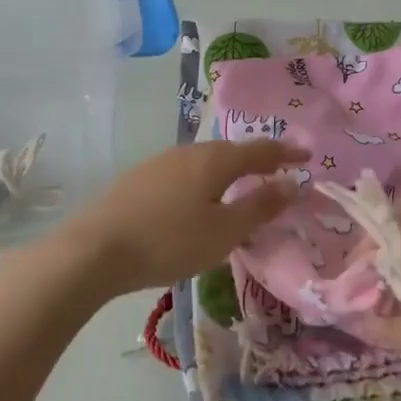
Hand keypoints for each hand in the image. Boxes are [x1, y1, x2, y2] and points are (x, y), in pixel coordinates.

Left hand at [48, 139, 309, 300]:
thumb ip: (260, 206)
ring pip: (204, 162)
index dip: (286, 152)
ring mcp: (159, 163)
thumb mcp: (224, 231)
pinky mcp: (138, 179)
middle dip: (256, 160)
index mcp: (215, 160)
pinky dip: (203, 182)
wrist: (93, 250)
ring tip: (239, 187)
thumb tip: (293, 183)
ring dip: (228, 172)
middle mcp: (189, 152)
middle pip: (230, 152)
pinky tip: (196, 201)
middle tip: (276, 171)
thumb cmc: (169, 242)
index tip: (307, 155)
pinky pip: (183, 173)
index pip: (260, 150)